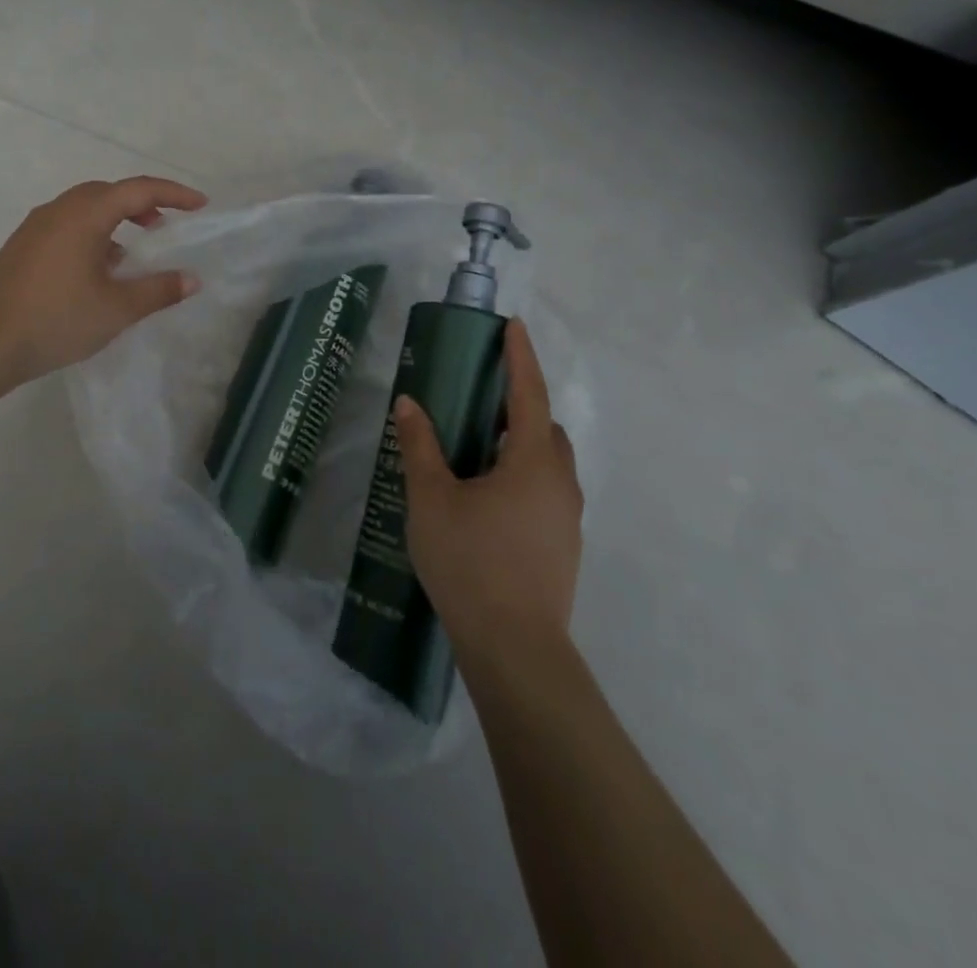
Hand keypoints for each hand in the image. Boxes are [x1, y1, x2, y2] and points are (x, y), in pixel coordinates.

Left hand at [0, 177, 206, 386]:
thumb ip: (158, 290)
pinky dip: (93, 235)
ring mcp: (36, 227)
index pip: (138, 190)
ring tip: (134, 253)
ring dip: (115, 220)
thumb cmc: (56, 319)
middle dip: (142, 203)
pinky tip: (99, 270)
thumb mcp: (117, 309)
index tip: (200, 205)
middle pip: (108, 192)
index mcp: (84, 215)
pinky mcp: (23, 247)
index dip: (174, 194)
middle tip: (165, 227)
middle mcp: (59, 210)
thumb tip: (191, 279)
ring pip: (85, 209)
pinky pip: (67, 226)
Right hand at [395, 319, 581, 660]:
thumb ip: (420, 447)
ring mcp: (567, 518)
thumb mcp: (431, 499)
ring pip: (548, 463)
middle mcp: (560, 483)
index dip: (521, 358)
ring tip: (478, 447)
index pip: (528, 395)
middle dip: (519, 405)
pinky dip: (522, 474)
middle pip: (544, 429)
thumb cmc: (470, 562)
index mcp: (532, 462)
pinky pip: (546, 490)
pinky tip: (487, 496)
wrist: (515, 648)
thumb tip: (409, 404)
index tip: (514, 327)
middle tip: (481, 397)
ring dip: (520, 443)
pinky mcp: (563, 546)